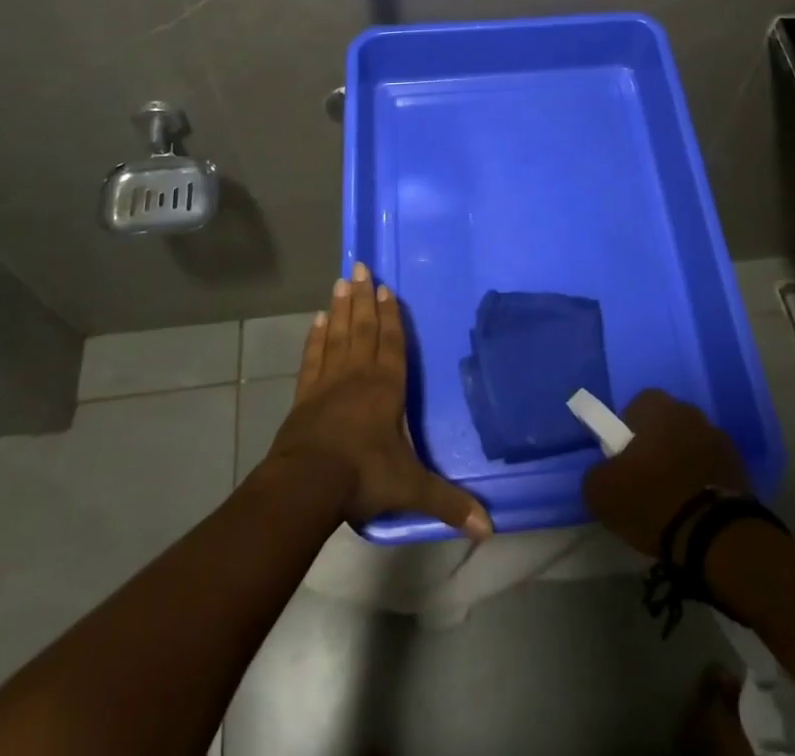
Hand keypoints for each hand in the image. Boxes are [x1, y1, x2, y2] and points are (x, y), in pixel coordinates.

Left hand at [264, 263, 490, 539]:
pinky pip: (313, 357)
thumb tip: (489, 526)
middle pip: (362, 328)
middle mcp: (358, 375)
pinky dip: (315, 338)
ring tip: (341, 281)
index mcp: (386, 388)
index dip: (390, 315)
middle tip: (360, 267)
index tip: (386, 288)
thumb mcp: (411, 489)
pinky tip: (316, 321)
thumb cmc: (363, 477)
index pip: (392, 343)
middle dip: (363, 298)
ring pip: (337, 335)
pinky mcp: (304, 395)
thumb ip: (448, 502)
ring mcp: (328, 382)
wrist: (307, 484)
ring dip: (340, 308)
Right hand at [581, 390, 748, 556]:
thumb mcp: (601, 493)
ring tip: (673, 501)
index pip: (634, 409)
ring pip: (689, 445)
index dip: (626, 435)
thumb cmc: (652, 500)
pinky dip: (703, 482)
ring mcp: (718, 436)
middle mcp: (688, 410)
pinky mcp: (740, 466)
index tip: (624, 465)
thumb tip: (604, 474)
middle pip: (664, 425)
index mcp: (655, 405)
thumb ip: (596, 473)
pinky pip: (711, 468)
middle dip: (656, 447)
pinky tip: (696, 509)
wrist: (715, 535)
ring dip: (682, 463)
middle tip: (646, 483)